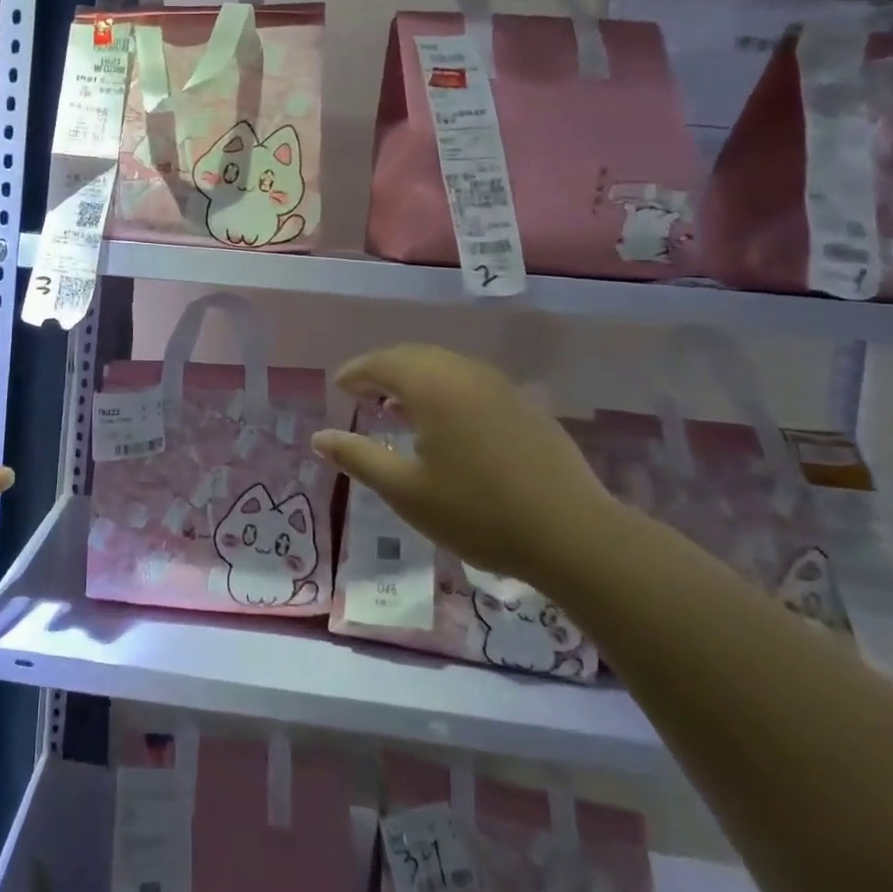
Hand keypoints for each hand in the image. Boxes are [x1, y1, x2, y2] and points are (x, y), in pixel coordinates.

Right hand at [310, 344, 619, 581]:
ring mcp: (500, 386)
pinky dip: (444, 388)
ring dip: (414, 378)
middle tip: (361, 393)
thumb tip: (319, 438)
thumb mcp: (406, 491)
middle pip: (414, 357)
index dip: (355, 373)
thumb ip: (359, 458)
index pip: (382, 363)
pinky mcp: (523, 405)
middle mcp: (465, 373)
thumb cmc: (477, 512)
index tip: (338, 388)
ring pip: (445, 367)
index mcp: (433, 386)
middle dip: (383, 371)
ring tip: (396, 406)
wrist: (572, 534)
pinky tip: (444, 421)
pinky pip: (470, 381)